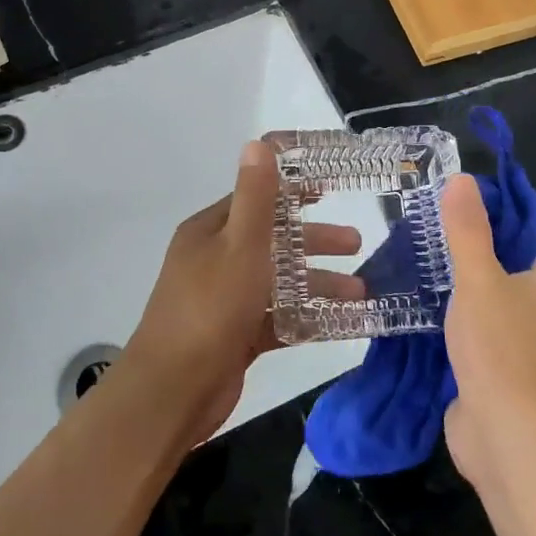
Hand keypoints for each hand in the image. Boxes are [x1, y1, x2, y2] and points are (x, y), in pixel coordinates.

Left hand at [124, 141, 363, 444]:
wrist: (173, 392)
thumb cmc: (210, 308)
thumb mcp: (239, 245)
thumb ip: (255, 197)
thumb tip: (258, 143)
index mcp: (210, 232)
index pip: (255, 200)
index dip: (292, 192)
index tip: (330, 188)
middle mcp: (215, 261)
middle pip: (273, 242)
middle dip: (315, 242)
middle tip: (356, 243)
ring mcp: (225, 301)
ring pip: (280, 283)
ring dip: (318, 283)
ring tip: (362, 291)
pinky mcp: (236, 336)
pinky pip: (279, 319)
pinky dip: (308, 318)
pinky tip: (344, 323)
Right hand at [439, 174, 535, 493]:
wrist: (506, 437)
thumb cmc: (499, 349)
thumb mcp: (479, 279)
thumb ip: (468, 231)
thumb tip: (462, 178)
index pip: (512, 237)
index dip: (481, 218)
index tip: (440, 203)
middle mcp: (530, 310)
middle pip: (490, 268)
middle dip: (454, 253)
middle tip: (411, 230)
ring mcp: (508, 343)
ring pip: (472, 302)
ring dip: (443, 288)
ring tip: (403, 261)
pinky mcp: (484, 369)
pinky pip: (460, 332)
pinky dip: (438, 320)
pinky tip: (407, 306)